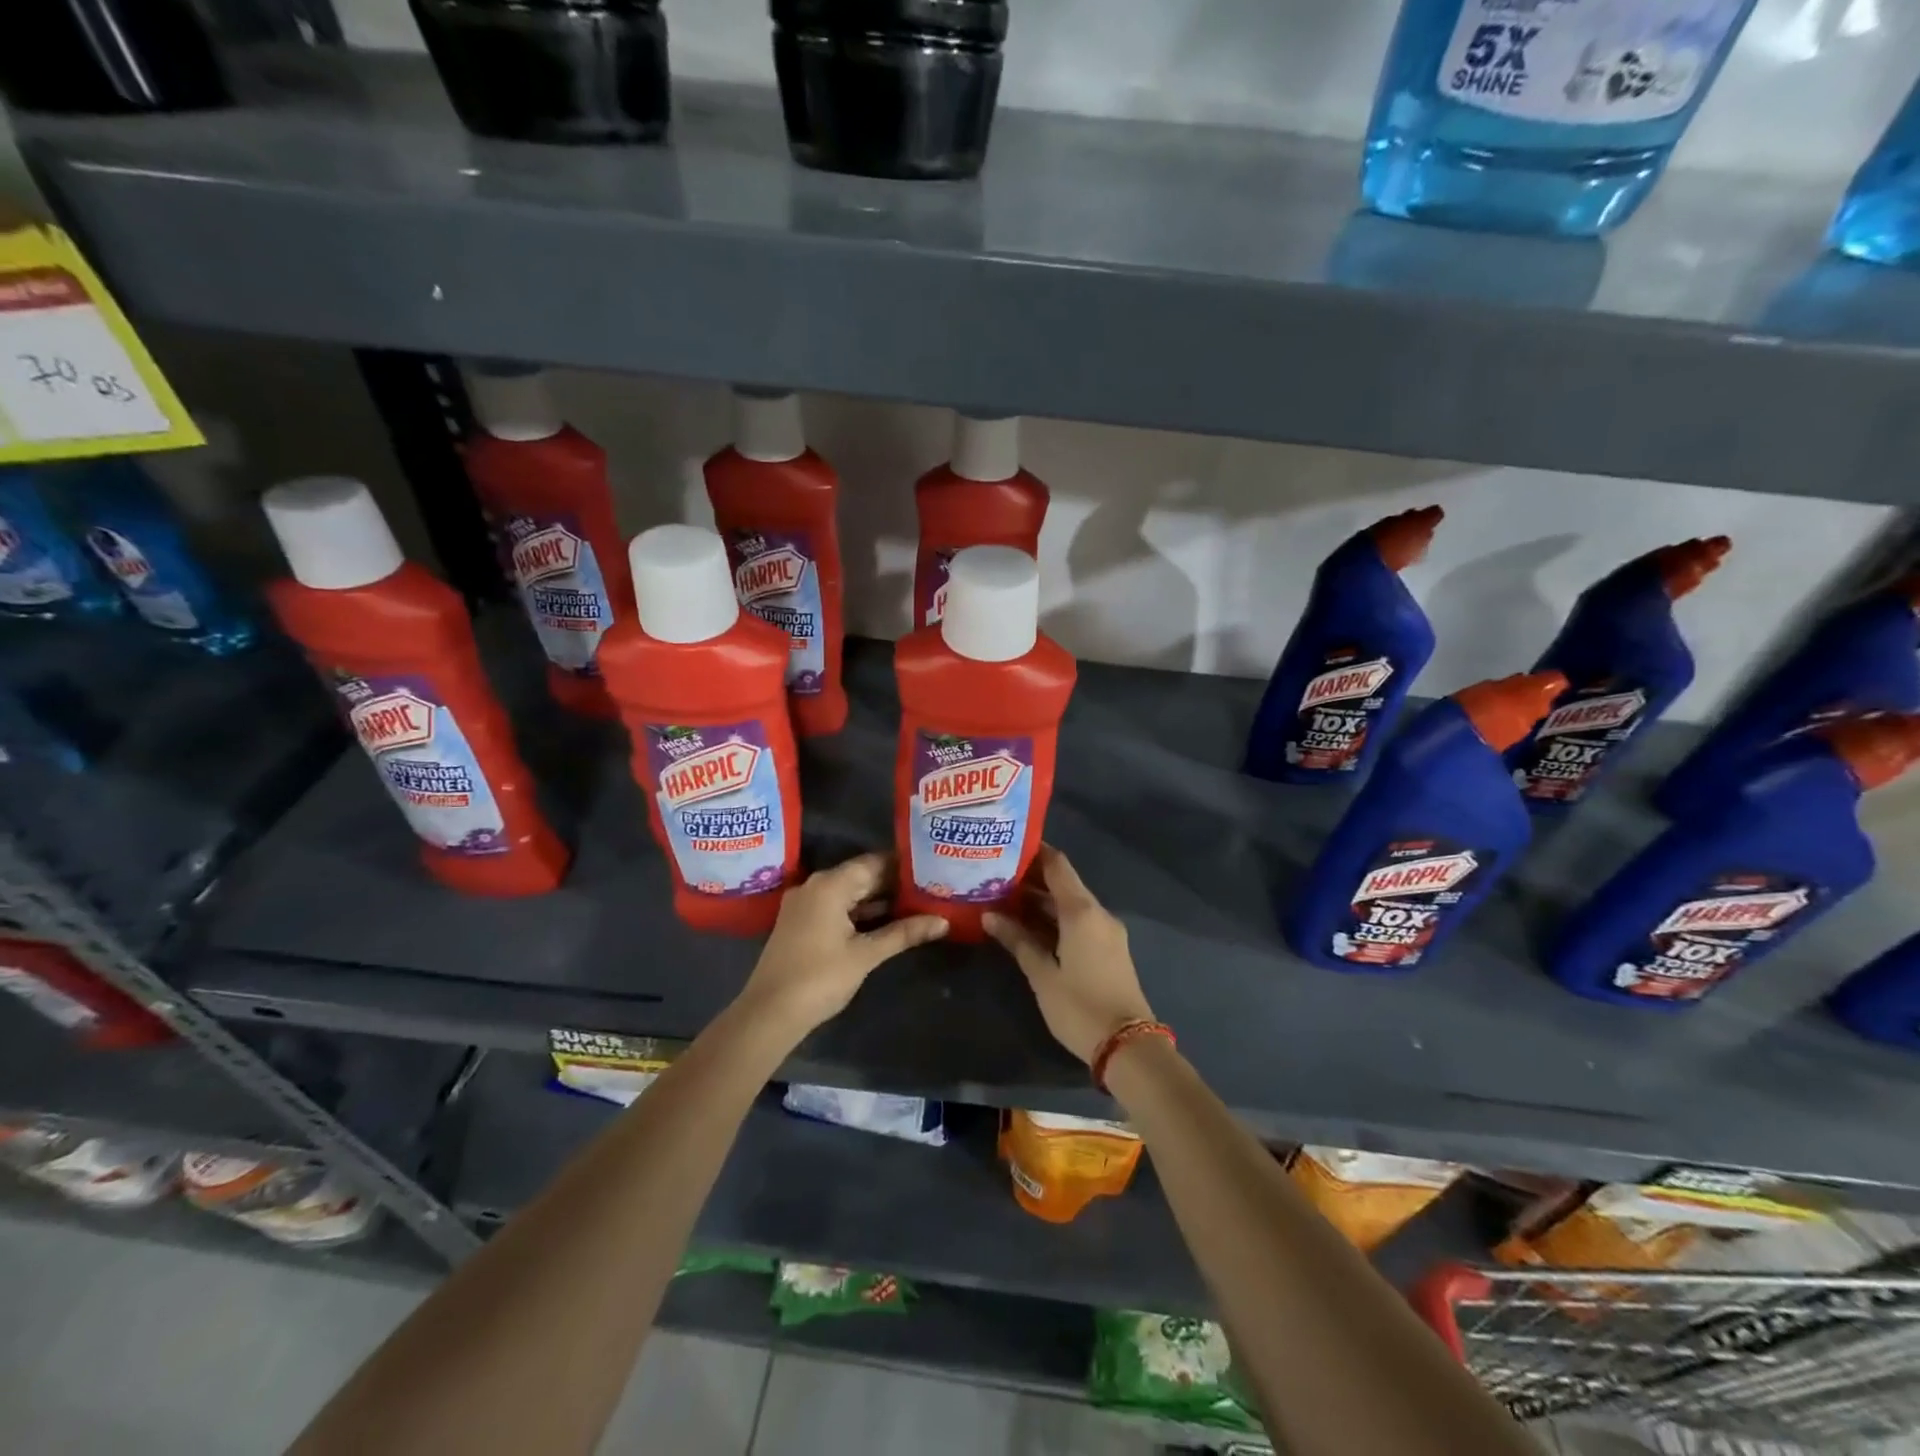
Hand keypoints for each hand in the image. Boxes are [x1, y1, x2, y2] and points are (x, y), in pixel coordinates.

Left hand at [739, 853, 947, 1038]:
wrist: (769, 1013)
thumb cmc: (820, 978)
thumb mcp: (866, 955)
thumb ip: (904, 933)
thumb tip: (943, 922)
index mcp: (830, 884)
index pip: (873, 862)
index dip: (902, 865)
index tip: (930, 868)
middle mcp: (815, 886)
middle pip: (860, 876)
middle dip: (893, 884)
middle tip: (928, 887)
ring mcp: (804, 905)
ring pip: (848, 893)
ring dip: (877, 900)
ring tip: (915, 904)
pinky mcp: (800, 923)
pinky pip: (836, 907)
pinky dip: (859, 913)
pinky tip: (885, 922)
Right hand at [983, 845, 1155, 1064]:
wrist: (1128, 1047)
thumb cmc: (1079, 1007)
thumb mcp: (1042, 974)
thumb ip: (1017, 940)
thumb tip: (989, 916)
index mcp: (1081, 911)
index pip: (1057, 865)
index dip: (1034, 852)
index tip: (1006, 846)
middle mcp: (1097, 913)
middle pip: (1063, 883)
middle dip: (1031, 878)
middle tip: (995, 875)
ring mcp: (1105, 931)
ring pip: (1070, 904)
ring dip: (1041, 901)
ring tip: (1004, 899)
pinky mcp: (1108, 949)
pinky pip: (1078, 922)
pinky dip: (1054, 919)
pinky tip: (1028, 926)